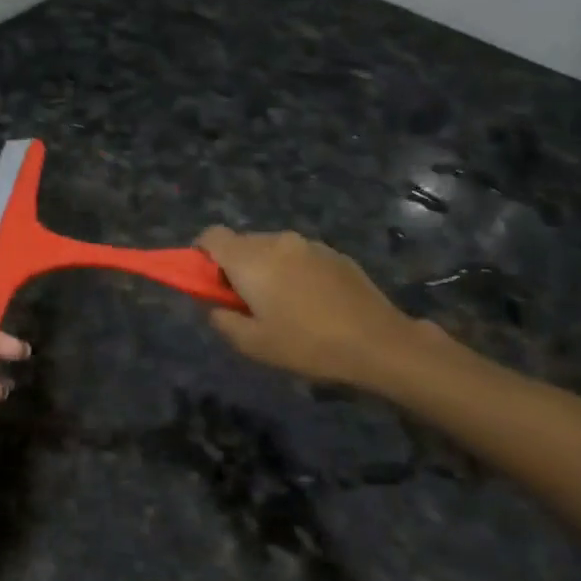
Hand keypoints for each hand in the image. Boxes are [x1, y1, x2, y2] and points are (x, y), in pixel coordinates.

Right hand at [195, 227, 450, 394]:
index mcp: (250, 259)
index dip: (201, 255)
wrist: (378, 343)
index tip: (209, 283)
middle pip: (241, 243)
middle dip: (235, 267)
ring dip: (266, 269)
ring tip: (284, 306)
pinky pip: (299, 256)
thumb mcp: (254, 345)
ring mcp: (309, 244)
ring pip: (272, 249)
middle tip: (247, 303)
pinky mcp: (334, 253)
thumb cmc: (308, 345)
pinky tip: (313, 304)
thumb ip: (223, 320)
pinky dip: (293, 272)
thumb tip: (215, 306)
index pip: (211, 236)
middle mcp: (276, 241)